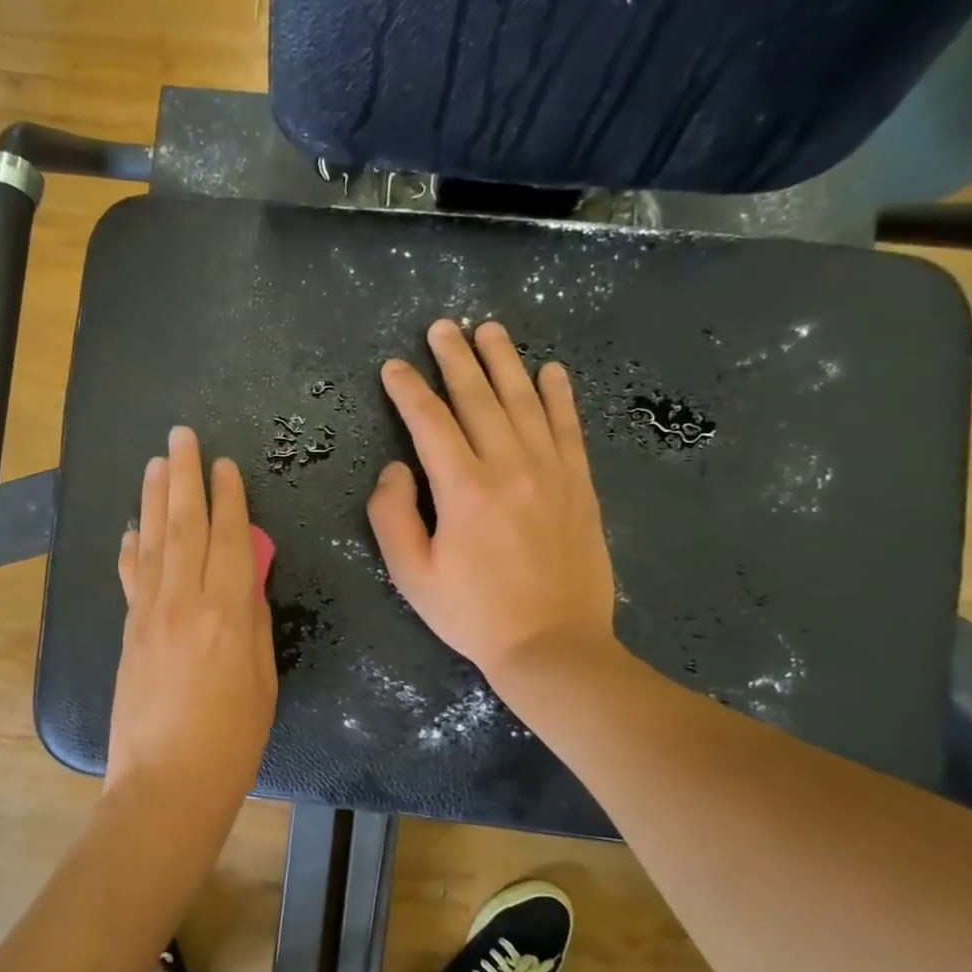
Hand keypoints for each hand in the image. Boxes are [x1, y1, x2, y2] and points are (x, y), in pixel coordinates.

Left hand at [108, 426, 277, 819]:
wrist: (165, 784)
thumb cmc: (231, 742)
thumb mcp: (262, 682)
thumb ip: (254, 625)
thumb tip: (246, 584)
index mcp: (228, 614)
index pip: (229, 538)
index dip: (228, 498)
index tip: (224, 464)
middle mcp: (185, 602)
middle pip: (184, 526)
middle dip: (184, 477)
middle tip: (181, 437)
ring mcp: (149, 615)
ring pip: (152, 543)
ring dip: (153, 499)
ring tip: (155, 464)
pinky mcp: (127, 633)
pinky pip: (130, 578)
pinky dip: (131, 548)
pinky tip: (130, 528)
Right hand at [368, 319, 621, 688]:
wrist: (552, 644)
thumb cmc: (472, 613)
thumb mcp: (411, 574)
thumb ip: (392, 516)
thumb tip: (396, 469)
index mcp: (463, 489)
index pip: (429, 423)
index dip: (408, 391)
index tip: (393, 367)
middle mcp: (509, 466)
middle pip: (478, 399)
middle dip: (456, 359)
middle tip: (442, 327)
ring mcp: (551, 472)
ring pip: (525, 402)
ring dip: (505, 362)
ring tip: (491, 331)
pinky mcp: (579, 486)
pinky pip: (568, 428)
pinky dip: (559, 395)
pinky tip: (550, 371)